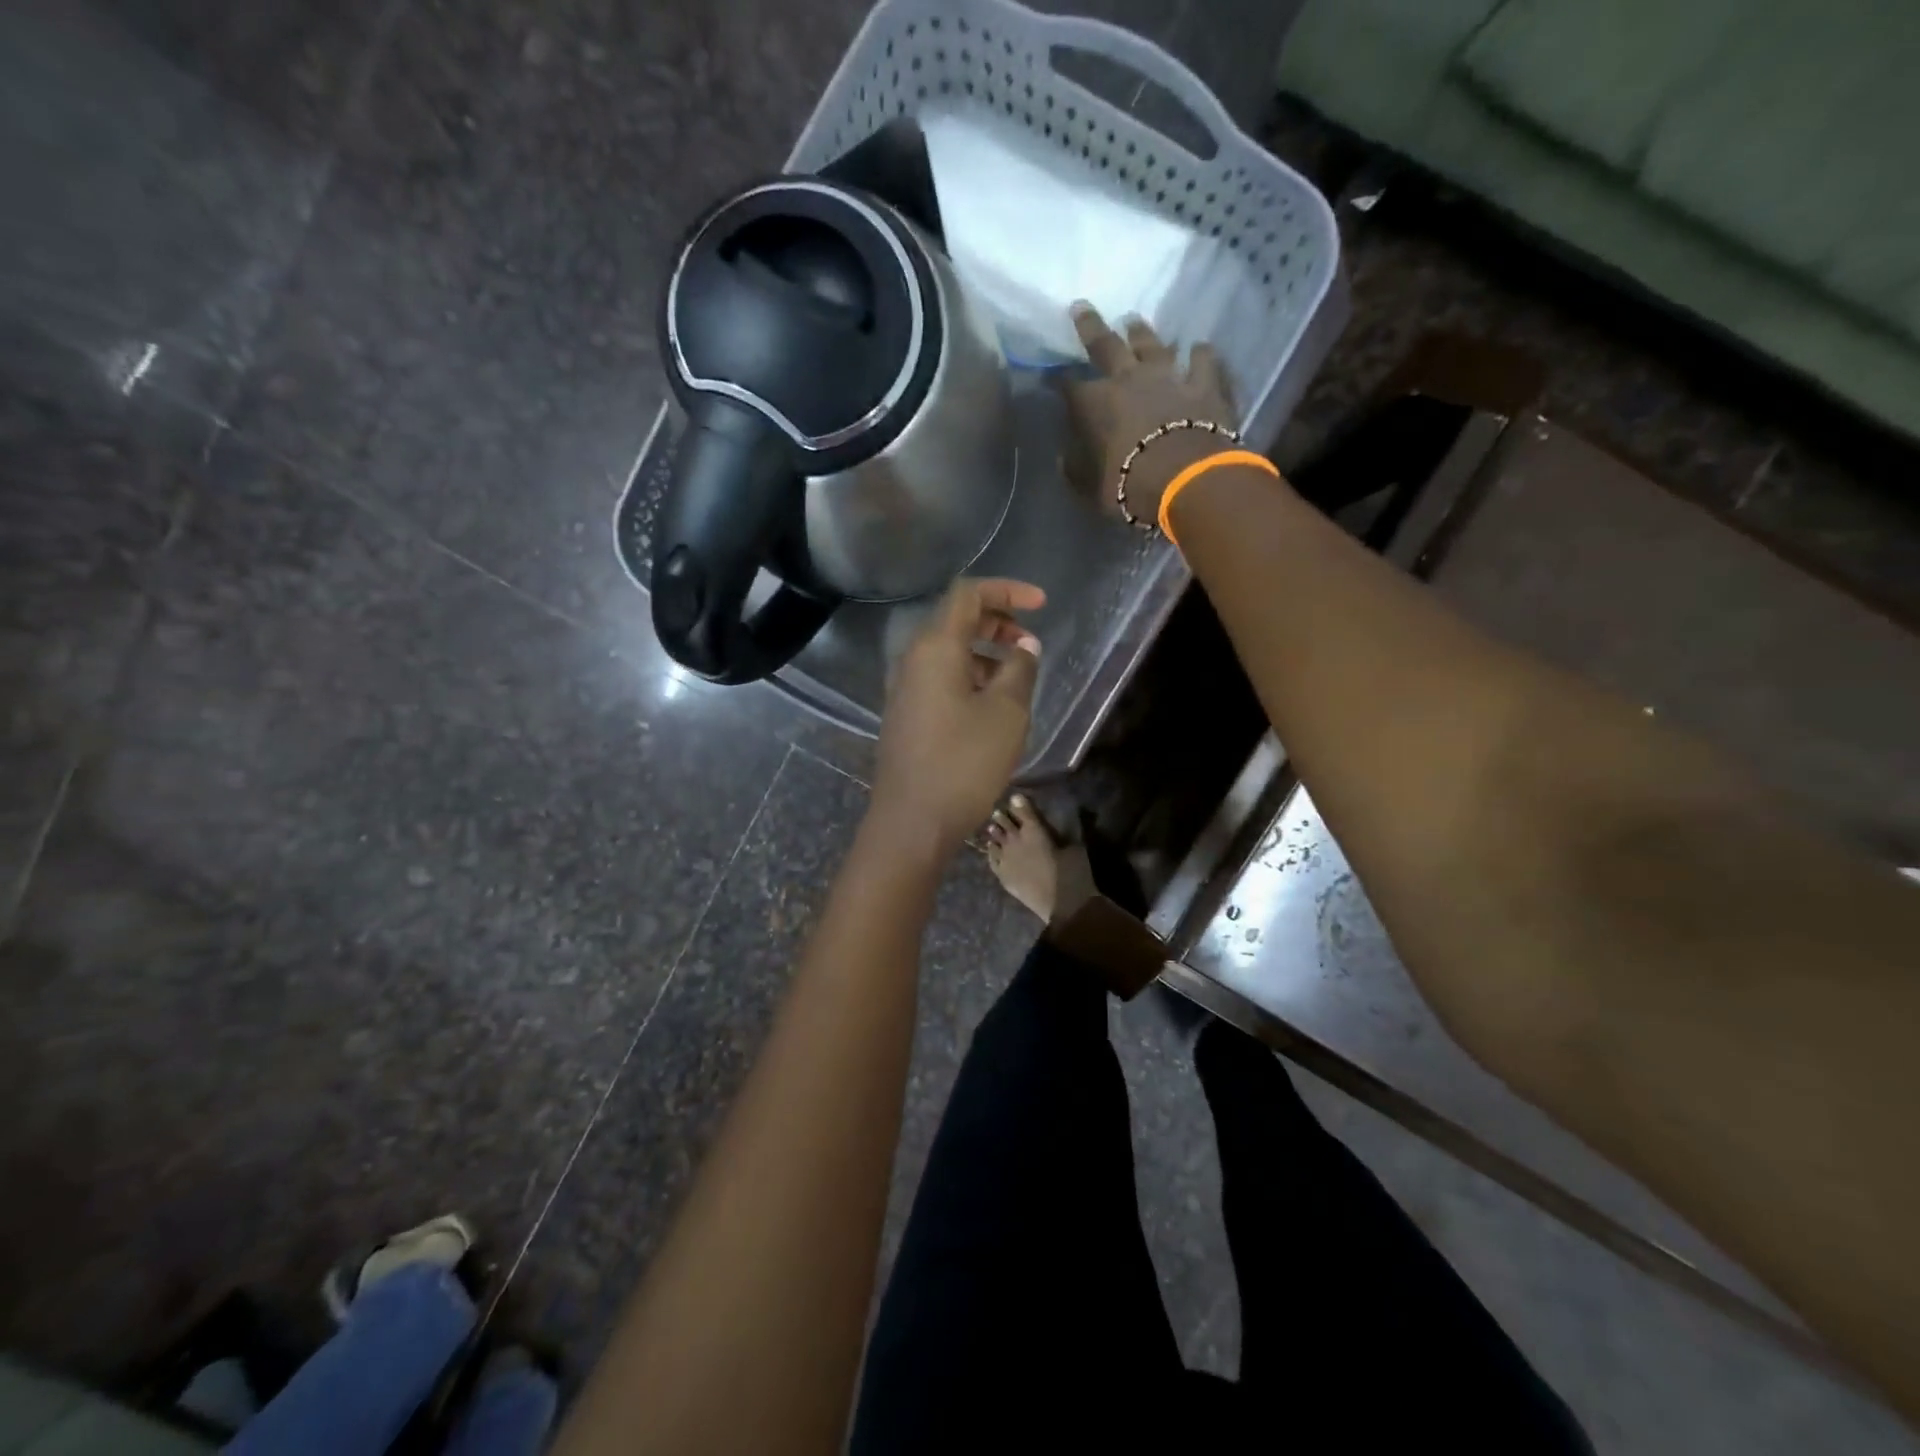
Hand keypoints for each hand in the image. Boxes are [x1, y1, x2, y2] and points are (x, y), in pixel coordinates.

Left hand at [871, 578, 1045, 854]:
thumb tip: (1024, 647)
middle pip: (955, 620)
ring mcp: (904, 688)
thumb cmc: (964, 762)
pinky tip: (991, 703)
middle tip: (1029, 642)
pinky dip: (969, 675)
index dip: (1006, 590)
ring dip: (984, 651)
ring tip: (1017, 676)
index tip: (1041, 605)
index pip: (968, 594)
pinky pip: (939, 678)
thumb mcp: (1006, 712)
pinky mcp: (905, 714)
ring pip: (948, 651)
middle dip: (997, 621)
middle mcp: (913, 660)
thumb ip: (1020, 669)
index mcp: (935, 647)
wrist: (912, 821)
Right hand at [1063, 303, 1234, 524]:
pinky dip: (1198, 353)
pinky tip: (1198, 347)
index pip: (1068, 387)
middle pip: (1105, 345)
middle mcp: (1127, 379)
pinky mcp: (1203, 384)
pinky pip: (1201, 360)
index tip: (1049, 376)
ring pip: (1151, 345)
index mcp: (1094, 405)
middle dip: (1090, 326)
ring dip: (1141, 332)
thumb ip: (1076, 469)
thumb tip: (1065, 457)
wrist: (1185, 478)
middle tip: (1081, 307)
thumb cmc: (1129, 486)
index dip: (1057, 381)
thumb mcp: (1091, 487)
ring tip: (1133, 321)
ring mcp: (1167, 376)